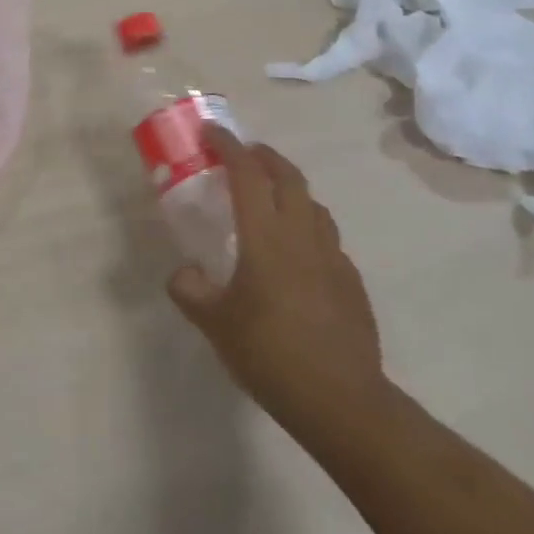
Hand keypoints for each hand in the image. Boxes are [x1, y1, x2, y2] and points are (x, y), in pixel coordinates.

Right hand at [167, 127, 387, 443]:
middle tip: (243, 154)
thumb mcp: (215, 324)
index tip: (212, 132)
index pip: (247, 174)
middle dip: (264, 156)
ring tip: (271, 199)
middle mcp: (303, 236)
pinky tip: (298, 255)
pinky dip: (308, 228)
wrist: (342, 401)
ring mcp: (333, 258)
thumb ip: (191, 290)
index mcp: (266, 237)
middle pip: (288, 177)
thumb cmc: (270, 354)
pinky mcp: (351, 283)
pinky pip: (328, 239)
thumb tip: (182, 273)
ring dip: (291, 189)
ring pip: (314, 205)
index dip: (228, 147)